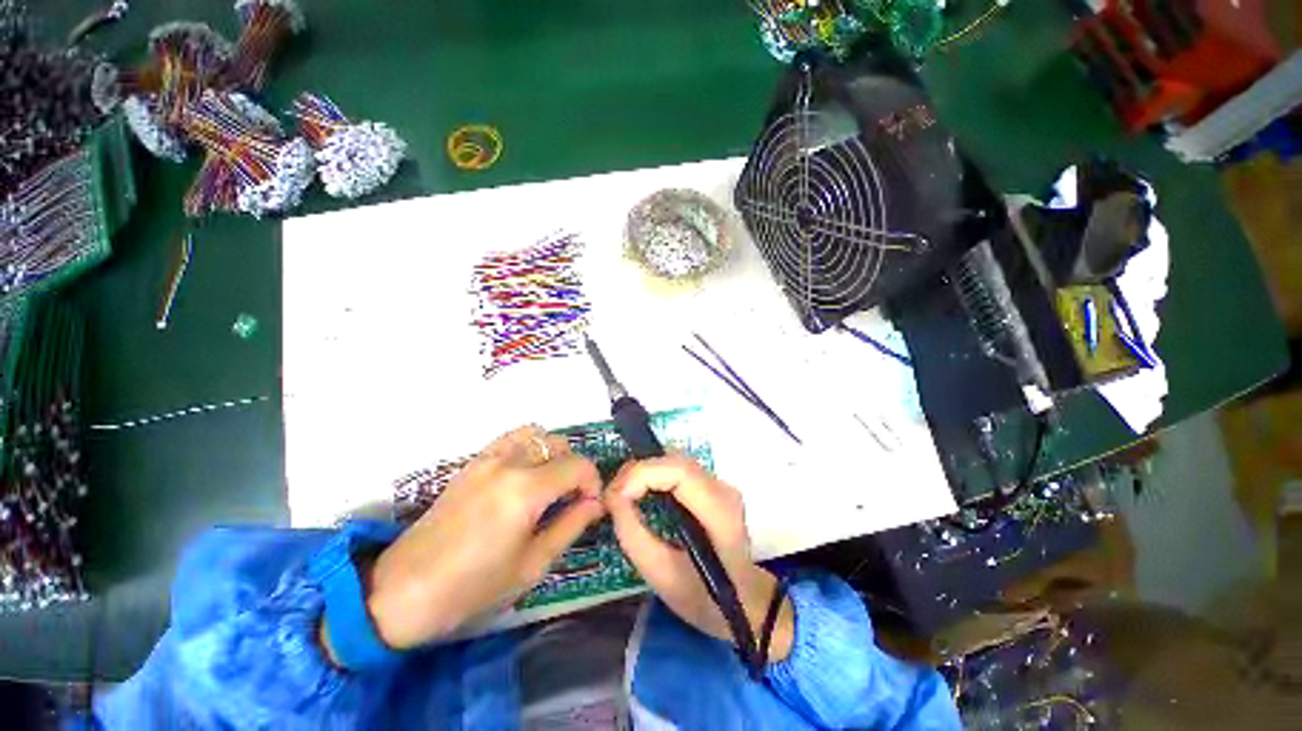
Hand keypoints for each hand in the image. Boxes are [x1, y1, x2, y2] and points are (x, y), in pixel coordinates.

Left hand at [358, 426, 603, 649]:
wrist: (402, 592)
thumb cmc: (472, 588)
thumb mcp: (532, 565)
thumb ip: (571, 525)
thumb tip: (595, 503)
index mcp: (525, 489)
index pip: (578, 466)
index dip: (593, 483)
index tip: (590, 506)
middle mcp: (508, 462)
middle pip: (559, 444)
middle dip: (575, 468)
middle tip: (571, 499)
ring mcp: (487, 458)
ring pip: (536, 434)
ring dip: (552, 452)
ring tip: (550, 483)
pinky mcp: (472, 463)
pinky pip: (511, 439)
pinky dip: (529, 447)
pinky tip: (524, 476)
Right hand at [606, 456, 793, 662]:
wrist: (744, 602)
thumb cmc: (704, 598)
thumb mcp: (661, 576)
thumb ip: (633, 534)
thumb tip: (613, 496)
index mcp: (719, 512)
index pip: (680, 471)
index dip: (643, 473)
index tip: (616, 496)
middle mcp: (723, 489)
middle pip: (676, 461)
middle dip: (638, 471)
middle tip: (613, 496)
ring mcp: (720, 484)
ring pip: (675, 461)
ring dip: (644, 471)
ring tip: (622, 494)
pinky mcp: (711, 486)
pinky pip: (677, 469)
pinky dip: (654, 475)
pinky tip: (640, 492)